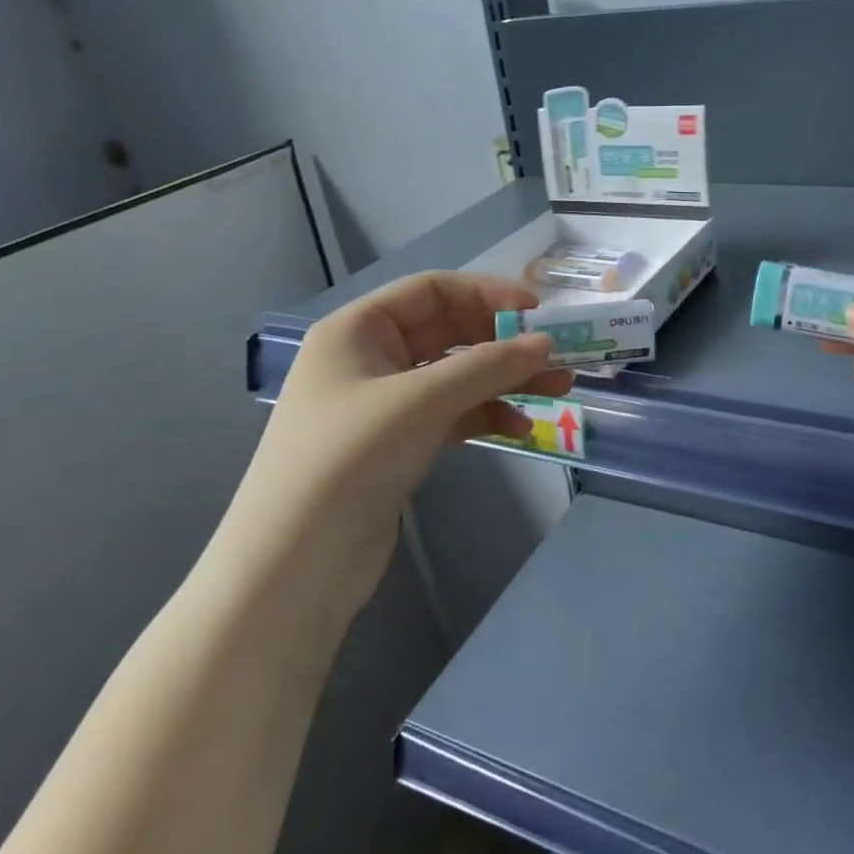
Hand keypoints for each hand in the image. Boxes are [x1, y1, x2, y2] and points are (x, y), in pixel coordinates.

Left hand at [221, 272, 570, 619]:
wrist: (296, 563)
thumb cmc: (350, 458)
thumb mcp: (422, 401)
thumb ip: (488, 366)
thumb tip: (546, 344)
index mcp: (358, 329)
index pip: (432, 290)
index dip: (487, 293)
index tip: (538, 310)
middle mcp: (369, 358)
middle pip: (448, 333)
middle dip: (504, 342)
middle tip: (557, 355)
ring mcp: (383, 404)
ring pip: (455, 376)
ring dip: (503, 380)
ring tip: (558, 390)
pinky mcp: (397, 444)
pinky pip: (450, 414)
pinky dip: (485, 415)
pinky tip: (520, 428)